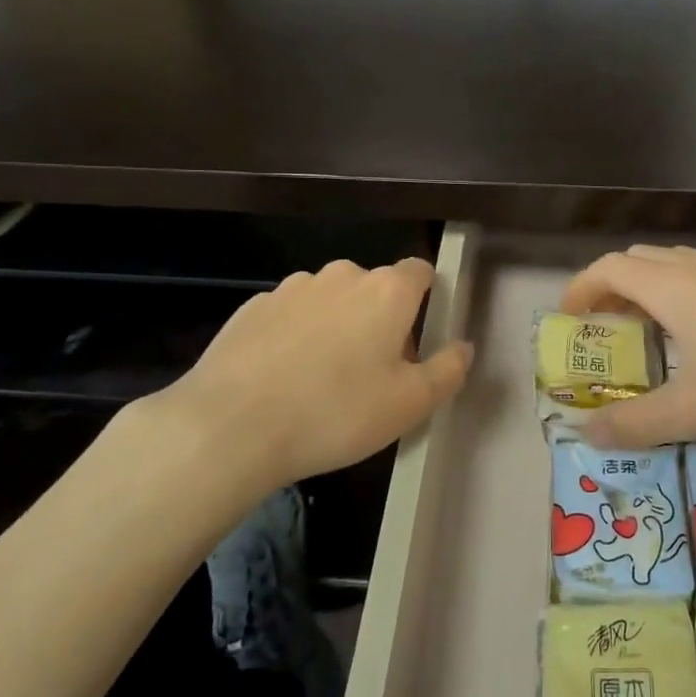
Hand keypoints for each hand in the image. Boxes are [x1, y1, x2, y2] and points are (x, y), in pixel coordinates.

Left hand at [127, 257, 473, 495]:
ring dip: (337, 327)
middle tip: (373, 375)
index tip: (418, 339)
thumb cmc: (336, 412)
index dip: (426, 300)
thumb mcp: (410, 404)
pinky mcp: (253, 307)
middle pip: (375, 289)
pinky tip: (283, 379)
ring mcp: (292, 288)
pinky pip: (290, 316)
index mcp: (387, 291)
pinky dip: (296, 337)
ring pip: (330, 301)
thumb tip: (463, 347)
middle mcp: (342, 276)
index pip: (421, 271)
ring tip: (322, 382)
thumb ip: (448, 370)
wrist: (231, 425)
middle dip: (381, 321)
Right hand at [562, 245, 695, 451]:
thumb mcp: (694, 415)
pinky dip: (691, 294)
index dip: (581, 289)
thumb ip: (634, 423)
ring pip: (682, 265)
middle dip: (614, 288)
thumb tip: (586, 433)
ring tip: (655, 332)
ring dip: (654, 289)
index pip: (610, 268)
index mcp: (675, 288)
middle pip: (642, 260)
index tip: (569, 320)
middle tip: (608, 330)